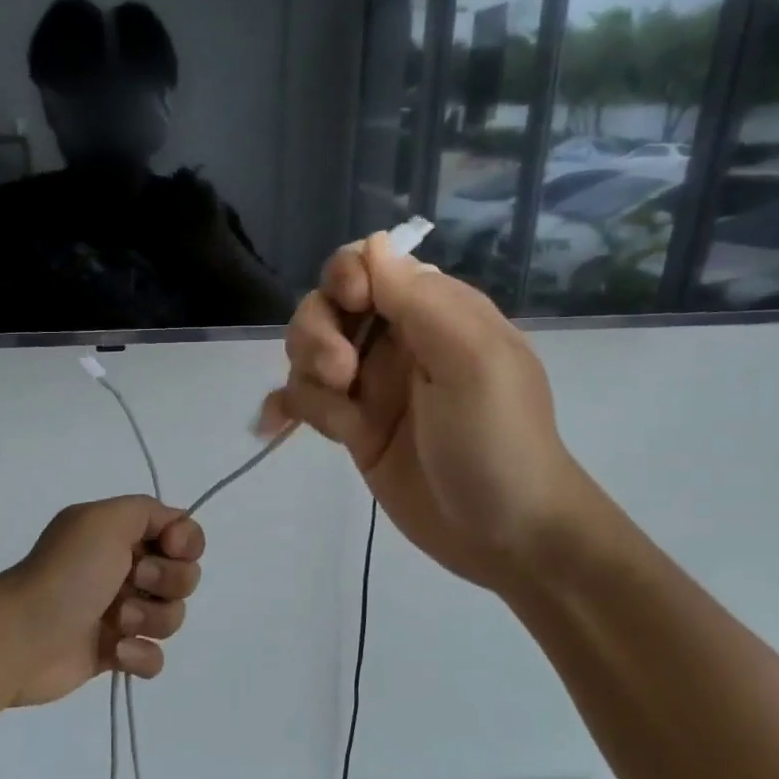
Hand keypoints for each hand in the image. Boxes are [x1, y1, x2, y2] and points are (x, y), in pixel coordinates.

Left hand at [0, 496, 205, 706]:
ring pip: (172, 617)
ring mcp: (120, 613)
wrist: (23, 637)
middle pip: (184, 575)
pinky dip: (141, 656)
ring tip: (116, 622)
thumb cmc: (68, 572)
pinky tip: (115, 652)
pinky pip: (155, 656)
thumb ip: (149, 510)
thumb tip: (175, 528)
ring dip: (150, 618)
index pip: (181, 533)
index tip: (169, 548)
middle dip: (167, 581)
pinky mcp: (115, 653)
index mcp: (120, 534)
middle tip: (131, 582)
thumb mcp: (105, 519)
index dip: (186, 542)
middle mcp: (123, 569)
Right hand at [257, 234, 594, 596]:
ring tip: (337, 415)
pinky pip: (306, 402)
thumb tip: (371, 243)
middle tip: (342, 376)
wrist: (506, 535)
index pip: (369, 266)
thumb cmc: (497, 441)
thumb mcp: (471, 361)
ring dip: (306, 376)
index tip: (352, 308)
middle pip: (327, 307)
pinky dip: (285, 408)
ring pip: (309, 354)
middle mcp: (398, 342)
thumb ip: (419, 300)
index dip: (345, 278)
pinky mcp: (355, 430)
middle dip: (319, 334)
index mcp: (434, 313)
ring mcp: (373, 387)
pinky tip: (272, 427)